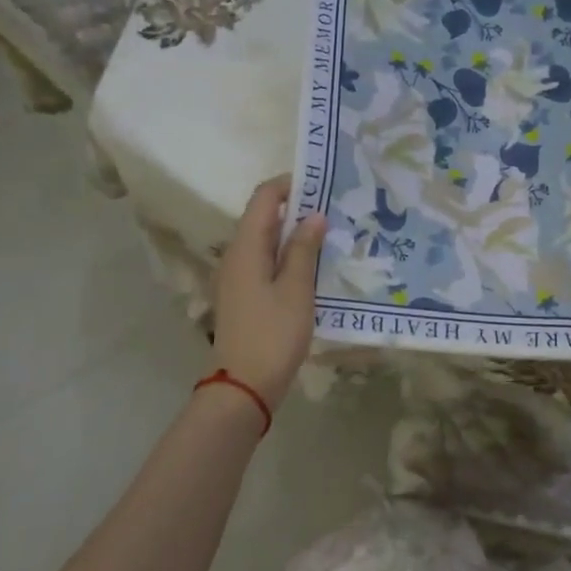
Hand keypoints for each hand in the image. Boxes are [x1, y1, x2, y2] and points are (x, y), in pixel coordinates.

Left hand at [210, 176, 326, 410]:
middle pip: (263, 218)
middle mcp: (236, 256)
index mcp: (246, 248)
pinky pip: (265, 262)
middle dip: (296, 209)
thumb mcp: (296, 290)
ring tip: (330, 235)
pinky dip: (287, 256)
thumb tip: (314, 215)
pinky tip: (313, 267)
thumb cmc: (272, 335)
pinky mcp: (244, 296)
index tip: (321, 183)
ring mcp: (237, 278)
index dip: (289, 185)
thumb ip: (303, 250)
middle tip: (334, 209)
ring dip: (294, 234)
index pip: (263, 198)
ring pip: (266, 242)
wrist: (243, 387)